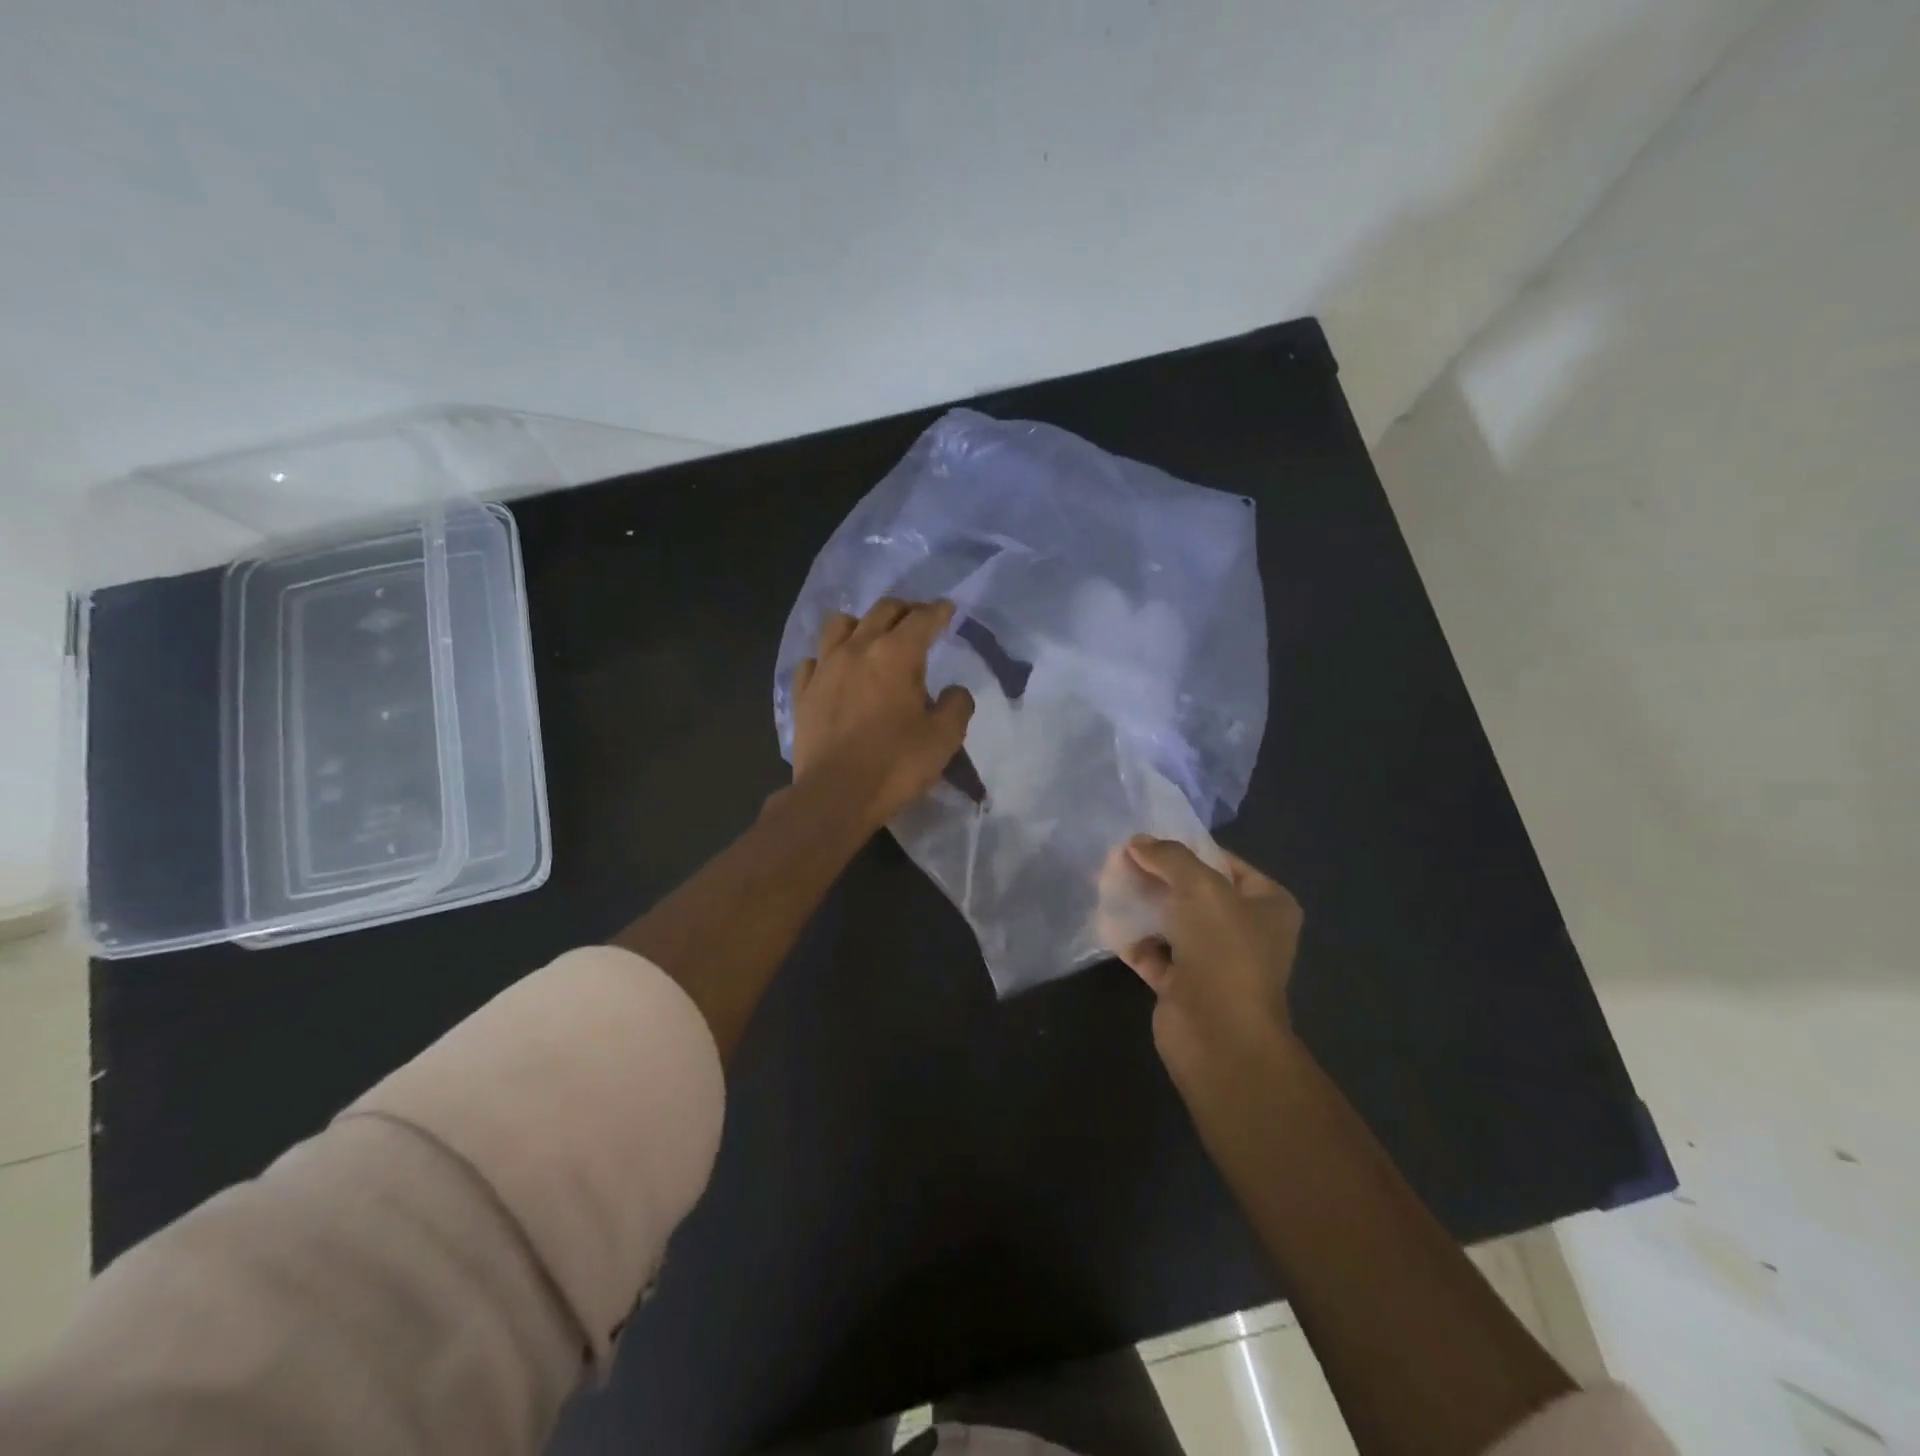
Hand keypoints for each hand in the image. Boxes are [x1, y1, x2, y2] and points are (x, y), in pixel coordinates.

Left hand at [791, 599, 973, 826]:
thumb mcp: (944, 738)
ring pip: (839, 624)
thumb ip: (956, 706)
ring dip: (861, 623)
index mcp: (896, 654)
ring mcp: (824, 668)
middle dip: (905, 609)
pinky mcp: (803, 691)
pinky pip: (814, 659)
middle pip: (882, 610)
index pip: (922, 618)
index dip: (939, 611)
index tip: (948, 610)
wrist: (835, 795)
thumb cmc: (896, 764)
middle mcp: (857, 649)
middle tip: (918, 619)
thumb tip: (955, 691)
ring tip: (871, 637)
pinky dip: (828, 657)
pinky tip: (836, 670)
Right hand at [1107, 837, 1303, 1089]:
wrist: (1219, 1035)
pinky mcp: (1184, 985)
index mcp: (1267, 904)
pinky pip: (1153, 952)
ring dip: (1140, 905)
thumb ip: (1168, 857)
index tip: (1145, 839)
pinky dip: (1132, 938)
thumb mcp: (1199, 886)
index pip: (1223, 862)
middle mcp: (1244, 930)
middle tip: (1117, 859)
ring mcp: (1214, 960)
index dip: (1185, 848)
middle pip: (1192, 891)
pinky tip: (1106, 920)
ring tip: (1105, 883)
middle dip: (1155, 875)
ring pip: (1171, 922)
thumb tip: (1137, 842)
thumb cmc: (1224, 949)